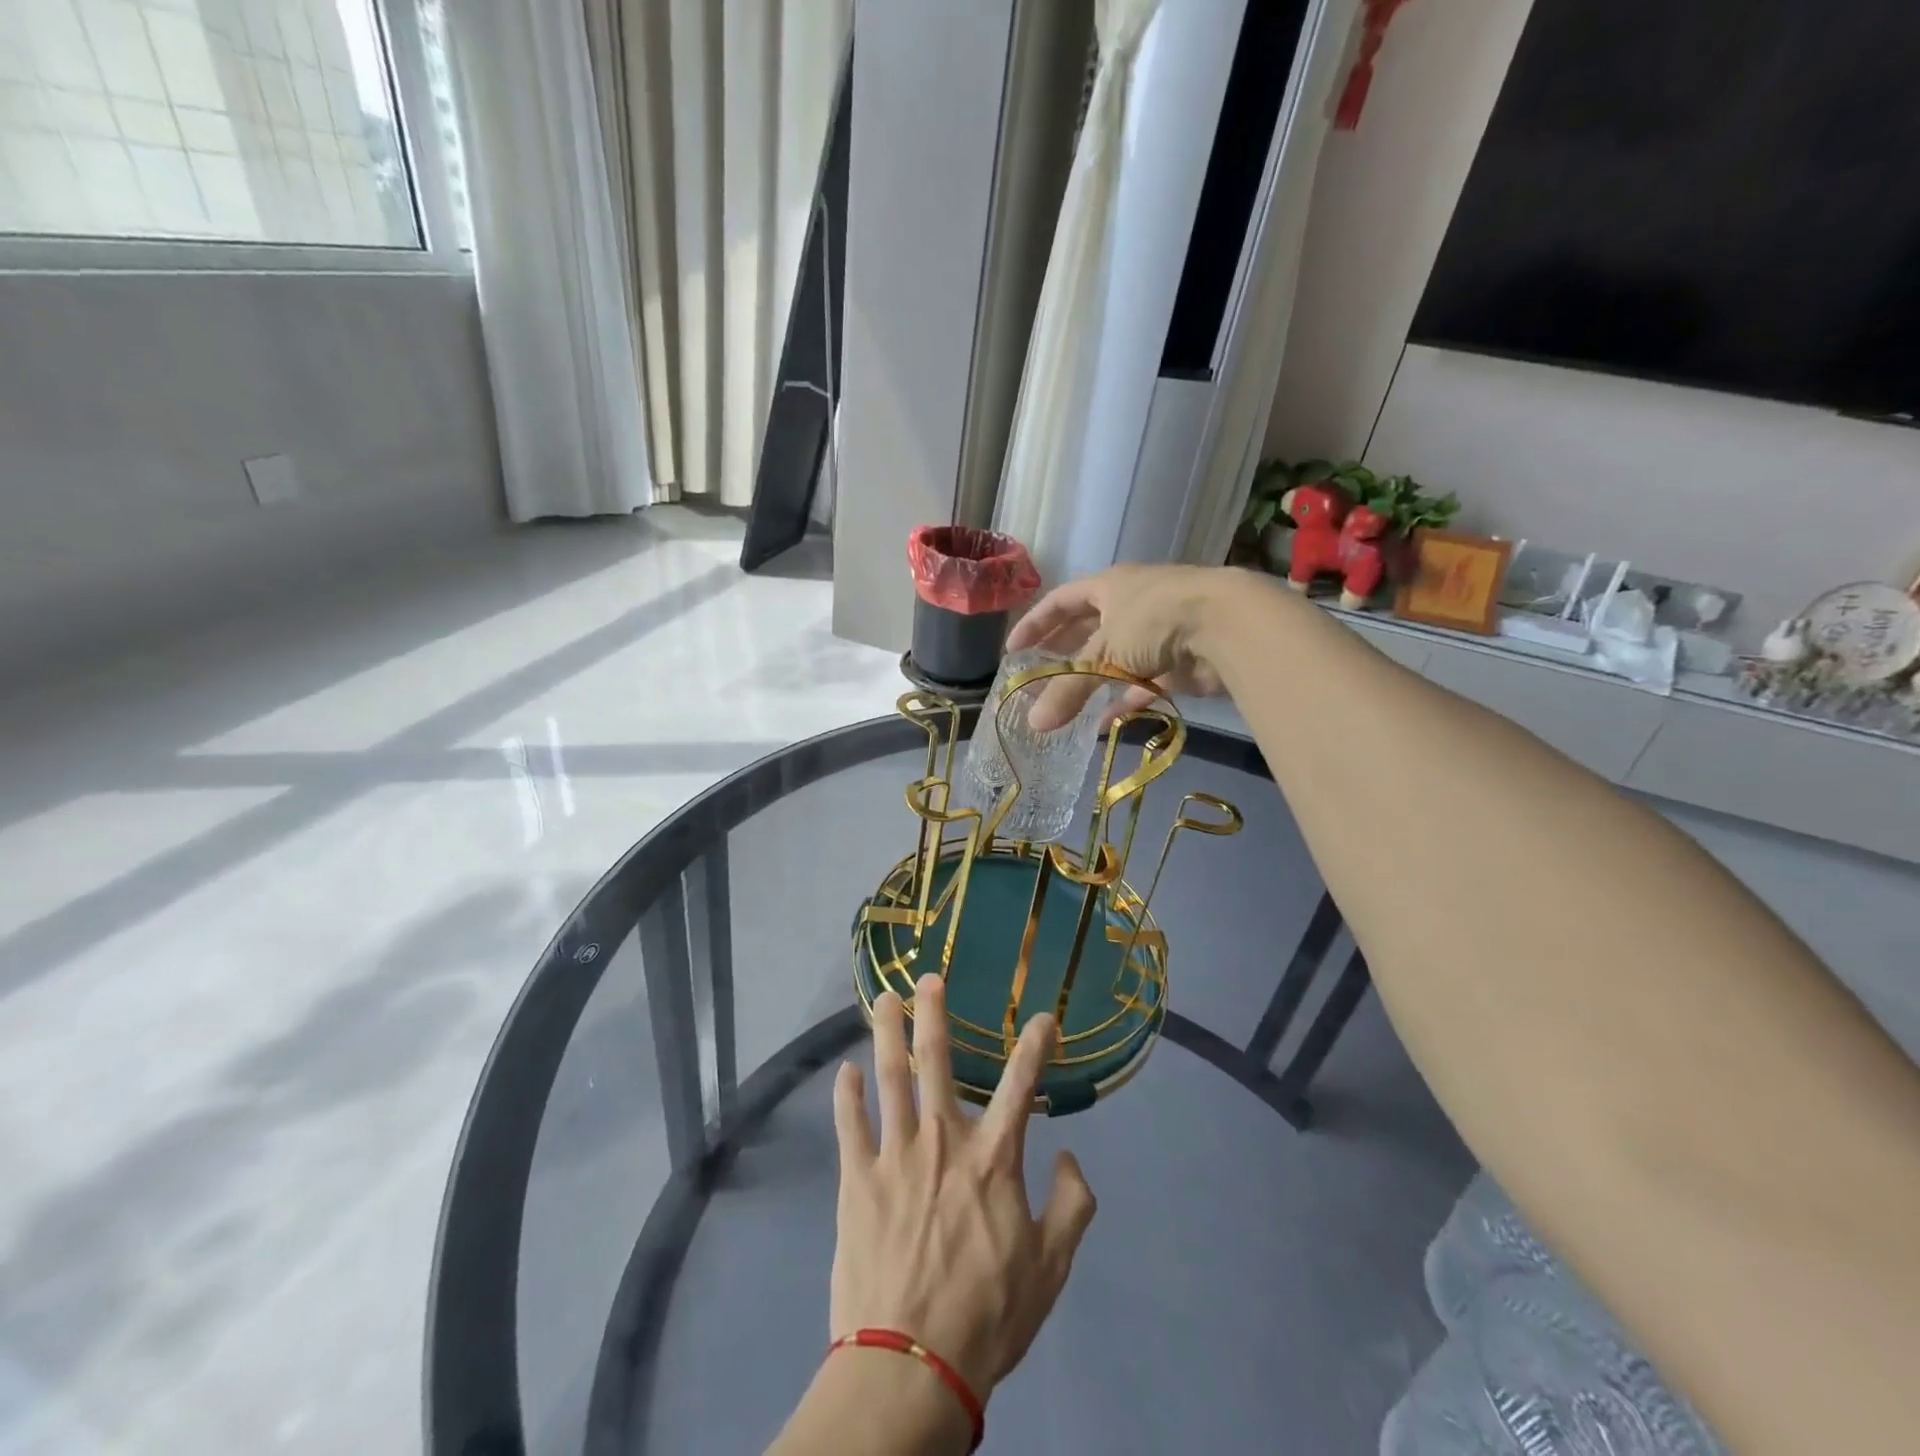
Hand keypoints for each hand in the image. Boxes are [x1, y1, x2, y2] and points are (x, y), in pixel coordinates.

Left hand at [830, 977, 1097, 1402]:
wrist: (911, 1363)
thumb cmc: (987, 1315)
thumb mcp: (1051, 1268)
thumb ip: (1072, 1207)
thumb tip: (1070, 1157)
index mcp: (993, 1158)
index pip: (1020, 1086)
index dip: (1035, 1045)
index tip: (1044, 1016)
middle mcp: (943, 1140)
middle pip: (937, 1061)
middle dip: (934, 1014)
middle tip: (928, 978)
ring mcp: (895, 1154)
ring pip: (889, 1077)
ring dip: (886, 1033)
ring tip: (883, 999)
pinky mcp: (857, 1179)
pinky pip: (850, 1124)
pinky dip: (846, 1094)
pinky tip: (844, 1071)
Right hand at [1006, 563, 1261, 730]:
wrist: (1227, 626)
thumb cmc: (1155, 621)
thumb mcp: (1103, 653)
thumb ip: (1067, 689)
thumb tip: (1034, 724)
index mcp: (1109, 587)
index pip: (1061, 601)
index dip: (1035, 623)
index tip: (1013, 648)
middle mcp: (1132, 604)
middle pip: (1089, 628)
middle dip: (1064, 651)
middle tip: (1040, 673)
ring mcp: (1159, 632)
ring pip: (1117, 657)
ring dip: (1093, 679)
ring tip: (1067, 702)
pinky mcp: (1179, 661)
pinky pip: (1144, 682)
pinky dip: (1124, 700)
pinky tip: (1106, 722)